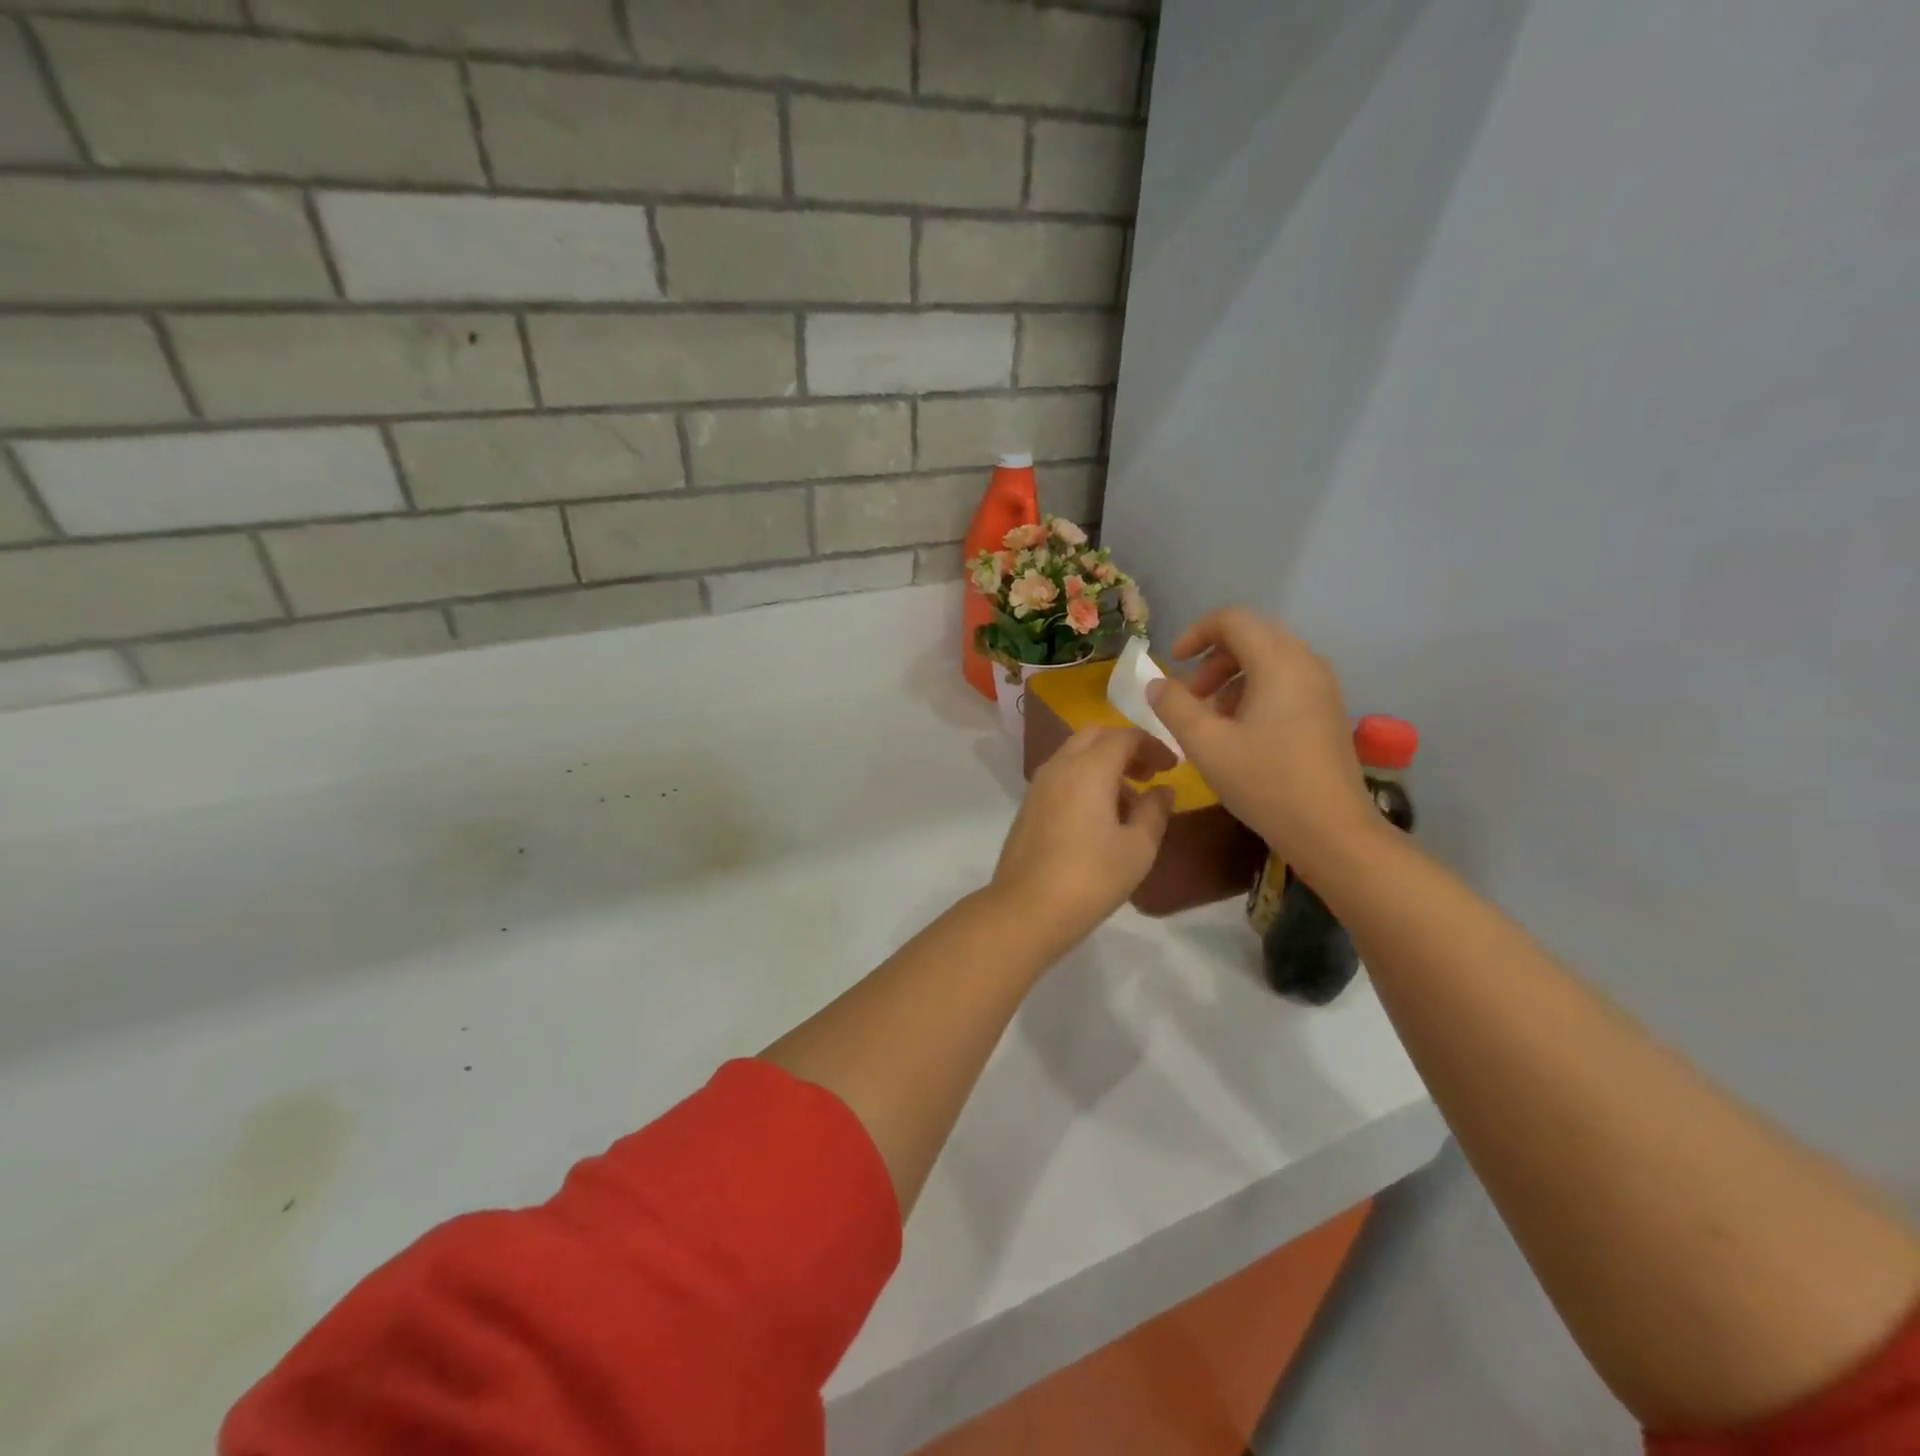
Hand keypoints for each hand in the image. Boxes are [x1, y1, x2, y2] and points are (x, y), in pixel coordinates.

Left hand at [990, 727, 1174, 959]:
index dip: (1152, 745)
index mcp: (1089, 767)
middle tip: (1150, 773)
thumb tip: (1163, 790)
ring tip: (1129, 801)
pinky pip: (1061, 776)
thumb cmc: (1091, 877)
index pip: (1124, 736)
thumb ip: (1154, 811)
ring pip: (1074, 755)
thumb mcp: (1138, 847)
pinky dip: (1084, 780)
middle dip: (1125, 747)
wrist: (1027, 908)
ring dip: (1103, 764)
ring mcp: (1038, 785)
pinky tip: (1099, 816)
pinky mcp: (1028, 806)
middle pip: (1094, 737)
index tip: (1172, 766)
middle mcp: (1060, 766)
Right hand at [1147, 608, 1377, 875]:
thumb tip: (1156, 684)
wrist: (1332, 830)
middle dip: (1213, 658)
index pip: (1232, 620)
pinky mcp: (1327, 710)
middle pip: (1252, 636)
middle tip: (1190, 694)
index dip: (1195, 633)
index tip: (1173, 663)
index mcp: (1278, 662)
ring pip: (1269, 659)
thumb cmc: (1265, 782)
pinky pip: (1286, 681)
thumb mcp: (1206, 744)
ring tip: (1211, 717)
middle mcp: (1305, 662)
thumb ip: (1174, 706)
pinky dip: (1255, 691)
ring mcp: (1322, 687)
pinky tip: (1240, 731)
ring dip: (1232, 676)